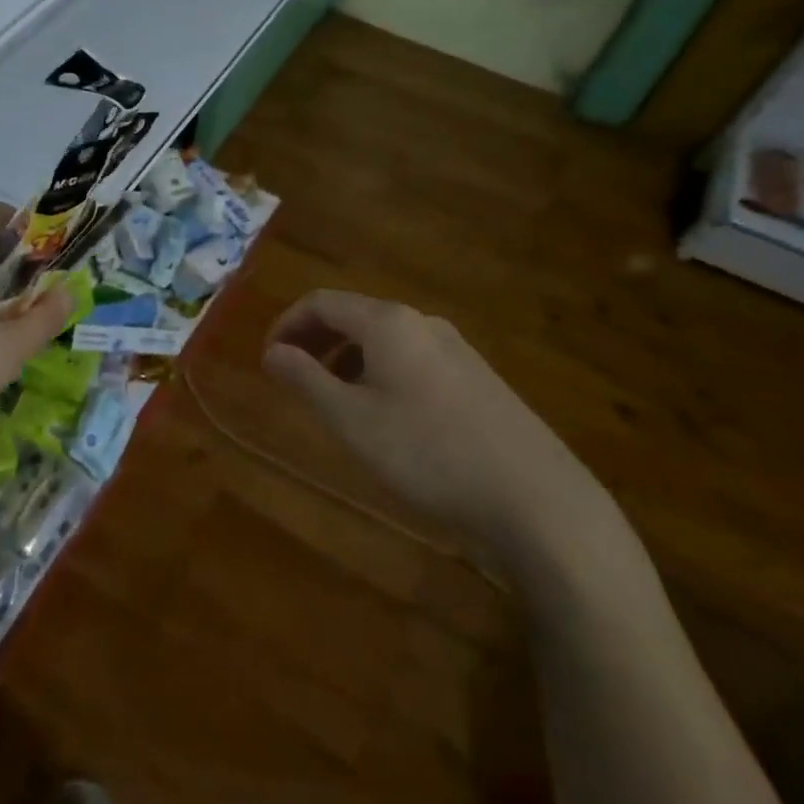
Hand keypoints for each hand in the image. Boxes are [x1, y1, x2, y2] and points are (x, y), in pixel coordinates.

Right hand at [263, 290, 616, 571]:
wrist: (536, 501)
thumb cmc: (428, 454)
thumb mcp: (350, 420)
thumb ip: (304, 379)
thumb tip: (272, 351)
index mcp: (389, 322)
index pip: (320, 302)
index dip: (285, 325)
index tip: (266, 361)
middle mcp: (424, 324)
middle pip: (353, 316)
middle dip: (314, 342)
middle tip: (291, 378)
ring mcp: (457, 351)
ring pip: (384, 341)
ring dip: (346, 360)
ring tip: (333, 402)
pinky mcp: (478, 380)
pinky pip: (412, 361)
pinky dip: (379, 375)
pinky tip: (385, 419)